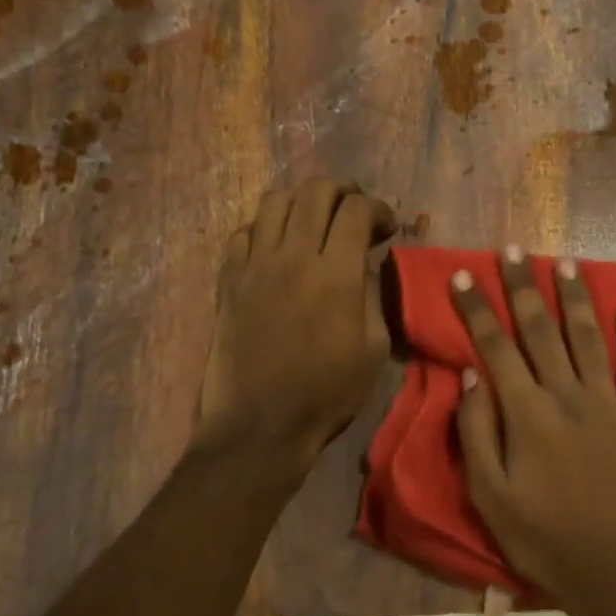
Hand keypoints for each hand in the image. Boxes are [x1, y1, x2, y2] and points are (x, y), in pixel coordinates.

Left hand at [194, 179, 395, 468]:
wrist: (261, 425)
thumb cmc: (327, 394)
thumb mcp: (373, 349)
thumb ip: (372, 295)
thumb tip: (365, 264)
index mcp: (336, 275)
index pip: (357, 210)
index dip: (379, 209)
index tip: (387, 229)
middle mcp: (294, 256)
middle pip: (316, 190)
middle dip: (344, 191)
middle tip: (356, 212)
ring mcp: (255, 265)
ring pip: (275, 201)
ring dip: (303, 202)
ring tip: (315, 223)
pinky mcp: (229, 280)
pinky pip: (244, 232)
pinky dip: (266, 229)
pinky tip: (278, 249)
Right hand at [450, 248, 615, 615]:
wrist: (614, 572)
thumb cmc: (541, 537)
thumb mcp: (489, 494)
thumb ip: (476, 432)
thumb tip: (469, 378)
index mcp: (526, 413)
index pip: (495, 347)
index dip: (477, 309)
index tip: (465, 274)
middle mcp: (567, 396)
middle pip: (542, 330)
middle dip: (525, 287)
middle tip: (514, 250)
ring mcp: (612, 406)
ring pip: (591, 339)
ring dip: (577, 299)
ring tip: (567, 262)